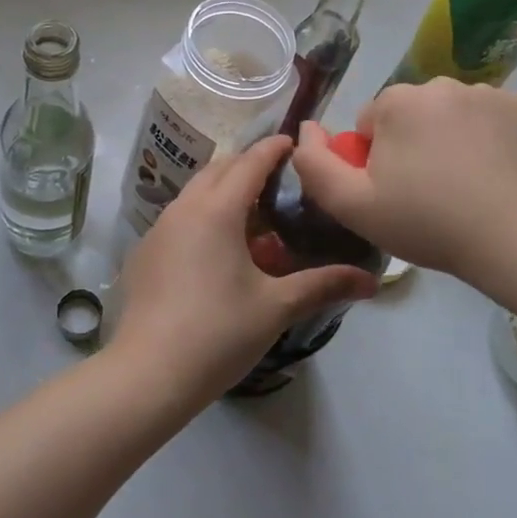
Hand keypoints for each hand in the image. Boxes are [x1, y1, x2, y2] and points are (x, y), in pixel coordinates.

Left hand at [112, 135, 380, 406]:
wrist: (147, 374)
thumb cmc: (218, 333)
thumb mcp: (276, 307)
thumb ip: (324, 285)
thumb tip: (371, 281)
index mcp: (216, 210)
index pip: (250, 162)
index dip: (274, 148)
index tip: (295, 143)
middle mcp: (183, 208)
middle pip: (219, 170)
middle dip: (249, 167)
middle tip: (281, 182)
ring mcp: (158, 230)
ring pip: (196, 193)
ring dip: (224, 192)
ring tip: (254, 218)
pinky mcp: (145, 253)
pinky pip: (180, 217)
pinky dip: (203, 216)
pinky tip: (218, 251)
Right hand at [291, 79, 516, 283]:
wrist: (515, 240)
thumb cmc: (427, 222)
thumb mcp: (352, 205)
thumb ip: (314, 164)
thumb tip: (306, 128)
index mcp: (396, 101)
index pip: (372, 123)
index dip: (377, 159)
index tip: (396, 192)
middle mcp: (441, 83)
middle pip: (412, 113)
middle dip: (413, 142)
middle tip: (430, 191)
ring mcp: (488, 92)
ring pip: (453, 112)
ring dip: (452, 137)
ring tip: (467, 184)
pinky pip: (493, 116)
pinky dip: (491, 136)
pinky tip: (498, 171)